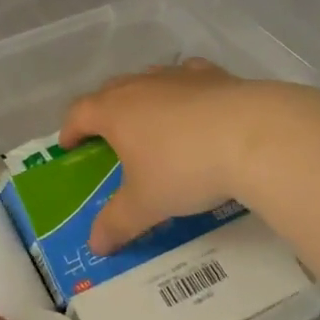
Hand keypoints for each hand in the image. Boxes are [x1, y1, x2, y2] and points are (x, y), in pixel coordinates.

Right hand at [60, 59, 276, 253]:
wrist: (251, 136)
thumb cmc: (184, 169)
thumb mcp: (146, 205)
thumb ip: (117, 223)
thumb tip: (96, 244)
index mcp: (114, 111)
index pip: (79, 113)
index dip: (70, 130)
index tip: (68, 146)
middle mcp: (141, 85)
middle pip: (110, 91)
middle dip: (103, 112)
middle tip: (107, 136)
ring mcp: (177, 76)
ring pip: (148, 79)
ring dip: (142, 98)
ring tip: (150, 122)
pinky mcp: (213, 75)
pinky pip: (187, 77)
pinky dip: (183, 90)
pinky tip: (194, 104)